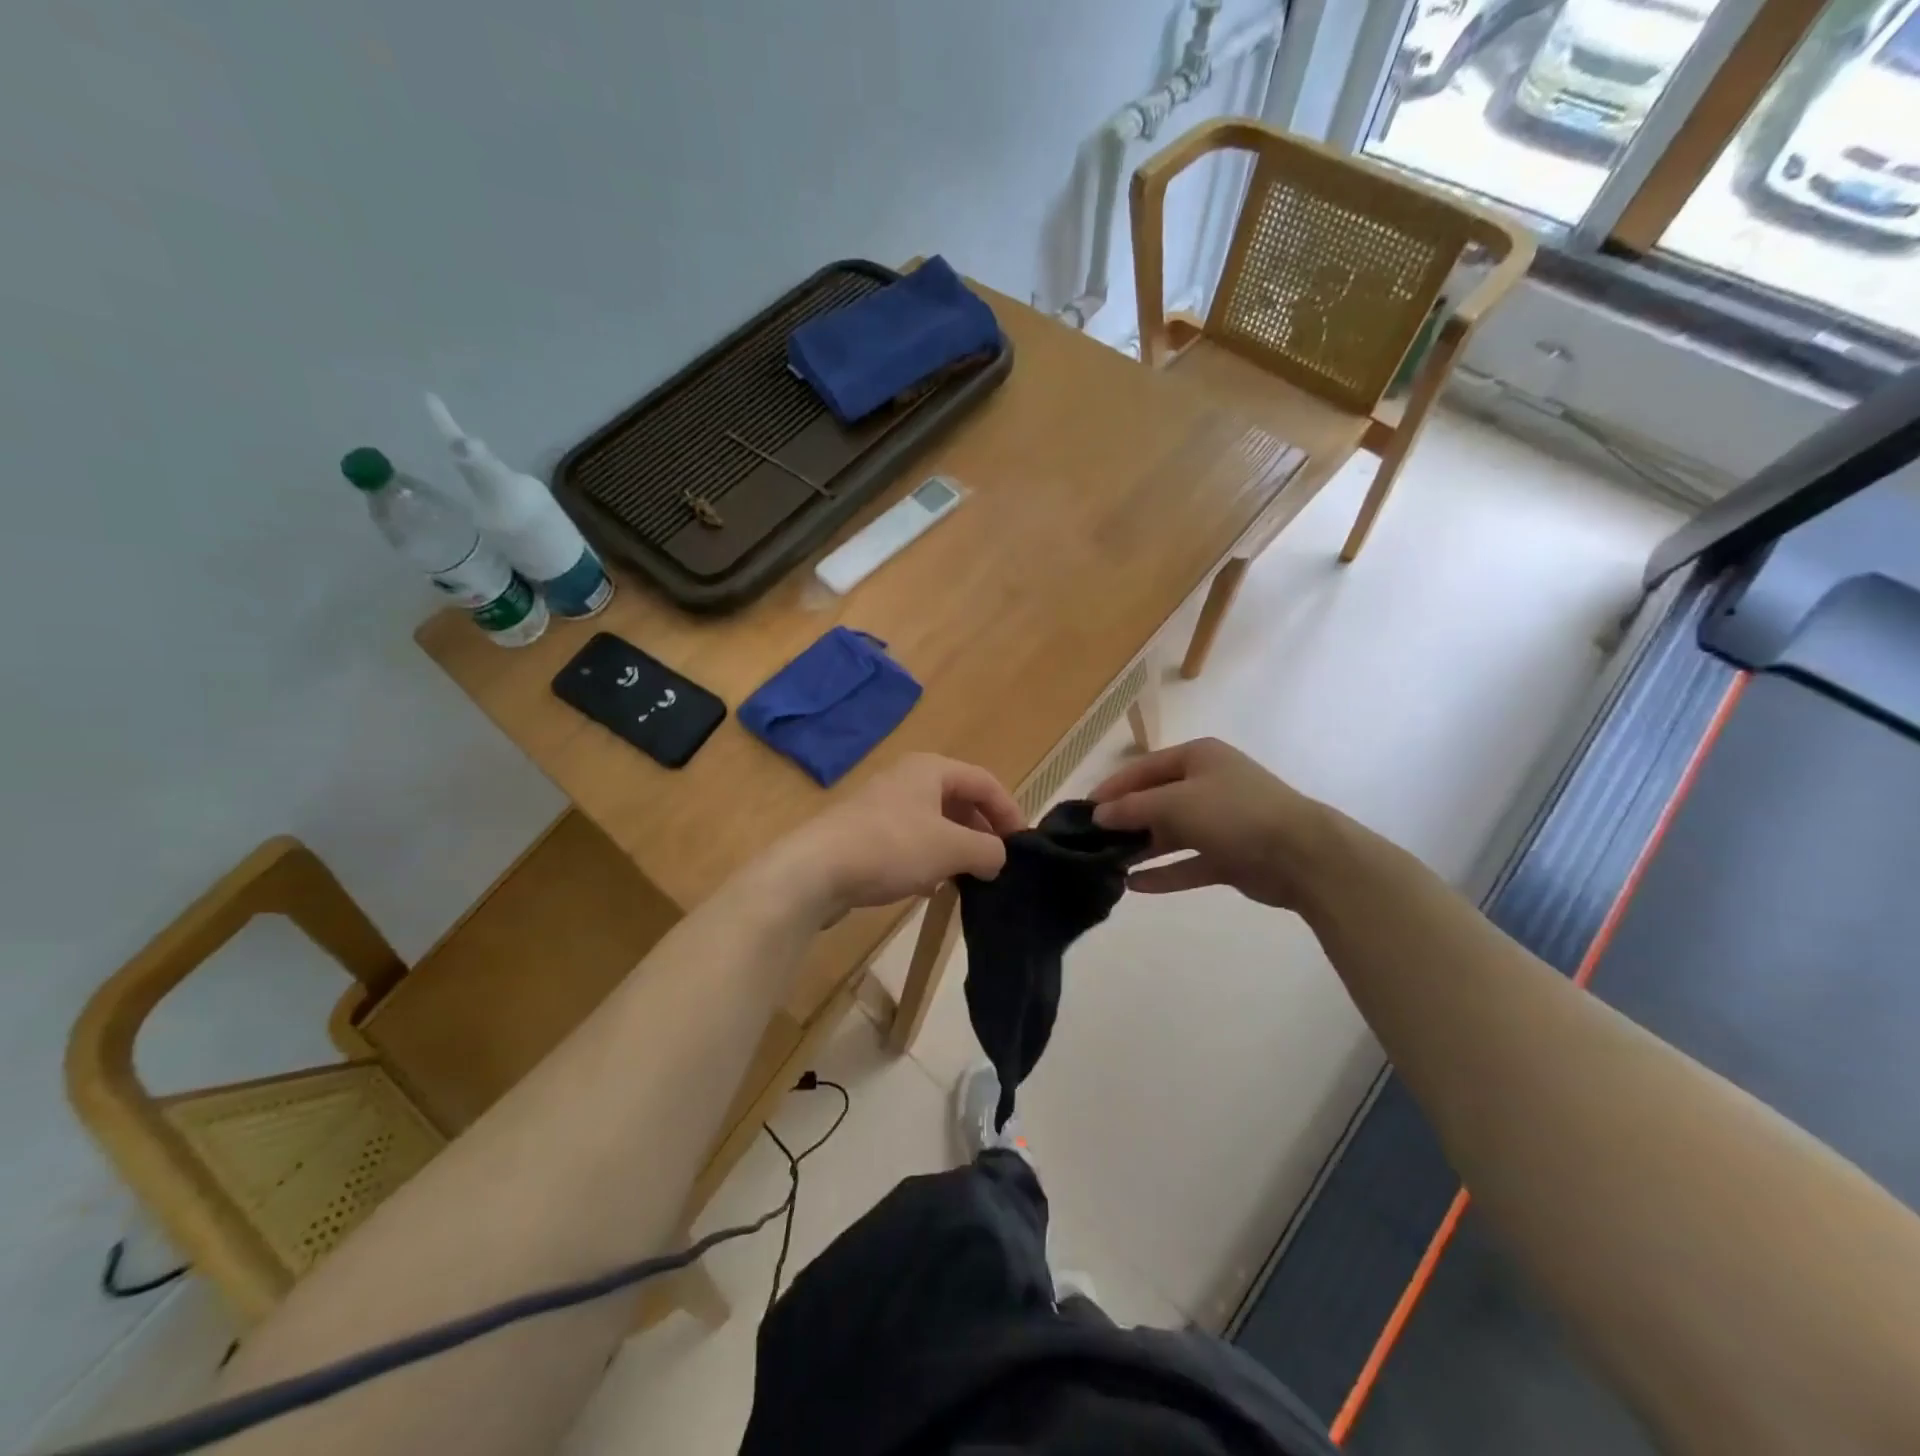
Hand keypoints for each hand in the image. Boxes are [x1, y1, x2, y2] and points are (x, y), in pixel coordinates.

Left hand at [779, 753, 1025, 916]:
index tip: (1023, 845)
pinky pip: (910, 842)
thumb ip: (988, 850)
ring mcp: (883, 806)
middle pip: (959, 801)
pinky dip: (929, 860)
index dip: (1009, 811)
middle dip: (982, 832)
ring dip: (956, 849)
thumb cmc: (892, 847)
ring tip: (970, 878)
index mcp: (931, 769)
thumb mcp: (951, 848)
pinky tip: (931, 887)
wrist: (816, 870)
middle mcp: (908, 779)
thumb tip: (999, 858)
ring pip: (935, 824)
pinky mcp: (865, 834)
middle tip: (998, 863)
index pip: (985, 782)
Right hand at [1088, 738, 1329, 908]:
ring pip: (1171, 833)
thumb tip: (1098, 815)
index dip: (1112, 788)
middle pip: (1156, 801)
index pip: (1143, 768)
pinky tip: (1134, 886)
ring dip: (1142, 848)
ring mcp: (1221, 821)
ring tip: (1107, 864)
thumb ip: (1133, 808)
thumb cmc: (1233, 813)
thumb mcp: (1175, 803)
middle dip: (1126, 820)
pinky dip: (1164, 873)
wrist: (1302, 855)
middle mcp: (1208, 784)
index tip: (1083, 810)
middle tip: (1092, 841)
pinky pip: (1188, 862)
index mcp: (1198, 757)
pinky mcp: (1230, 855)